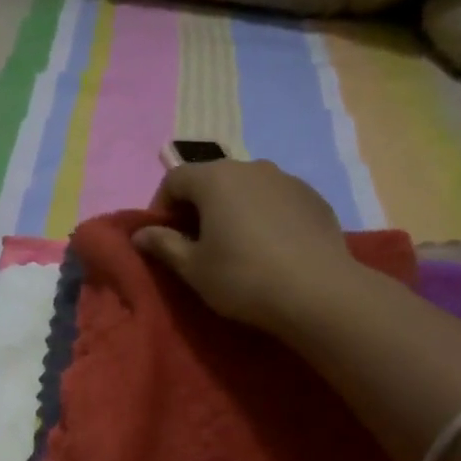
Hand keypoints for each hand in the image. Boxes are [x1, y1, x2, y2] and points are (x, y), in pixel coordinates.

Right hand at [136, 158, 357, 331]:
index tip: (163, 238)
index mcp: (215, 178)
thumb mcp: (194, 268)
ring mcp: (287, 180)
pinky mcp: (314, 198)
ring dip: (233, 209)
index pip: (174, 179)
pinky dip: (265, 216)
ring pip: (247, 188)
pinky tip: (271, 249)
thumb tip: (140, 234)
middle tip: (197, 244)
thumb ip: (163, 245)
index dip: (161, 207)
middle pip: (212, 179)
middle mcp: (251, 167)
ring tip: (236, 246)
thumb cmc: (244, 278)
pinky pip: (277, 201)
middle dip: (198, 207)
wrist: (319, 293)